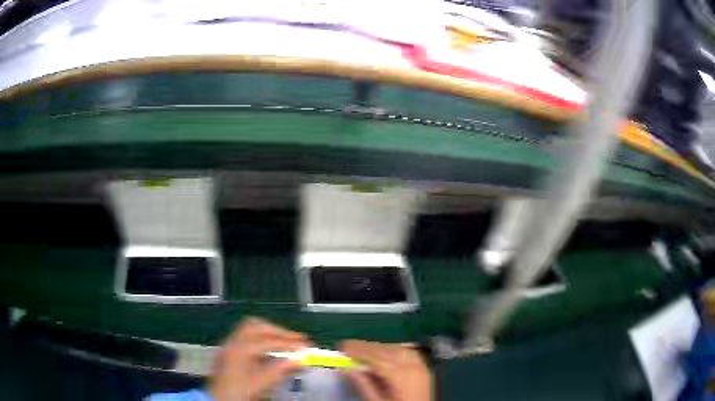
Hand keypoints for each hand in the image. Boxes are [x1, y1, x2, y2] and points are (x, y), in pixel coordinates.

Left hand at [209, 317, 310, 400]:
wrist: (217, 400)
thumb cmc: (237, 393)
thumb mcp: (260, 384)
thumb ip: (279, 371)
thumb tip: (299, 360)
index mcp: (239, 349)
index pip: (268, 341)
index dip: (289, 343)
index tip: (307, 345)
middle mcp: (231, 342)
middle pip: (256, 326)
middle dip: (278, 331)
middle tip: (297, 339)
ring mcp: (227, 346)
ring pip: (248, 328)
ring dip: (268, 333)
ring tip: (285, 342)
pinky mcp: (227, 352)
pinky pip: (244, 336)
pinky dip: (260, 339)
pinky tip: (269, 350)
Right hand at [341, 340, 432, 400]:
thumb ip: (363, 385)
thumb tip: (347, 368)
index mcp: (401, 376)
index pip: (376, 358)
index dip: (358, 351)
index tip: (342, 346)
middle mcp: (414, 367)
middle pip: (388, 351)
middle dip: (367, 347)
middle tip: (348, 346)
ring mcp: (422, 367)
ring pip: (399, 349)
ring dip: (380, 347)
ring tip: (363, 350)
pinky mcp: (425, 370)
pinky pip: (409, 353)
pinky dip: (395, 350)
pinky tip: (385, 353)